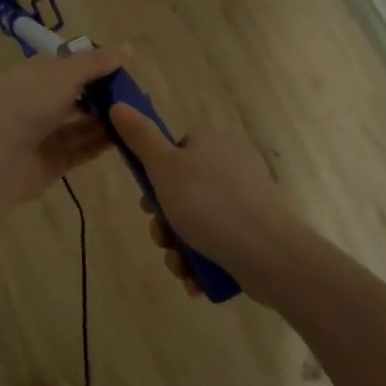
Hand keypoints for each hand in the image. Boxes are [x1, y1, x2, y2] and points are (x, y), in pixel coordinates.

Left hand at [0, 48, 126, 205]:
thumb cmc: (28, 102)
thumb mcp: (65, 73)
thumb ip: (96, 62)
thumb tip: (127, 48)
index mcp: (37, 73)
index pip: (71, 65)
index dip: (97, 65)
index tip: (127, 70)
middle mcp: (39, 100)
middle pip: (79, 95)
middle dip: (106, 95)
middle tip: (138, 97)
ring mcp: (45, 132)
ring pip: (82, 123)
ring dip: (107, 120)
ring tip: (139, 118)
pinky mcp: (53, 160)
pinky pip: (82, 148)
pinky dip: (102, 142)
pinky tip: (128, 138)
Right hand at [109, 104, 295, 297]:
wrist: (268, 252)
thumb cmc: (209, 204)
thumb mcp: (165, 167)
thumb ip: (140, 137)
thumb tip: (118, 105)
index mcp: (212, 143)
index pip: (174, 153)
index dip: (155, 179)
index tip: (149, 202)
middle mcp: (230, 166)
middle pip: (181, 192)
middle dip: (165, 223)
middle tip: (163, 238)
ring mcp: (245, 201)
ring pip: (196, 224)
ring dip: (179, 249)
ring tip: (180, 266)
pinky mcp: (254, 233)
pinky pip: (217, 244)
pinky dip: (201, 263)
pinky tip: (196, 280)